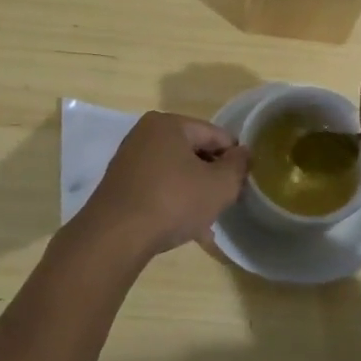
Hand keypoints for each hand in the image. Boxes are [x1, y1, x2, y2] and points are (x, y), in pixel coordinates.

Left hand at [75, 112, 250, 261]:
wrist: (116, 237)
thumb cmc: (173, 201)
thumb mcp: (219, 185)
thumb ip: (237, 166)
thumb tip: (243, 153)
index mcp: (168, 124)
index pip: (214, 134)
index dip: (234, 157)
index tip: (244, 181)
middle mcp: (145, 135)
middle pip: (193, 152)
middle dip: (212, 177)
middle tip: (227, 201)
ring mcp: (129, 160)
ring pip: (176, 173)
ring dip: (195, 194)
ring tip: (209, 222)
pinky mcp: (120, 186)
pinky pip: (158, 188)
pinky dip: (174, 203)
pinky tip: (187, 230)